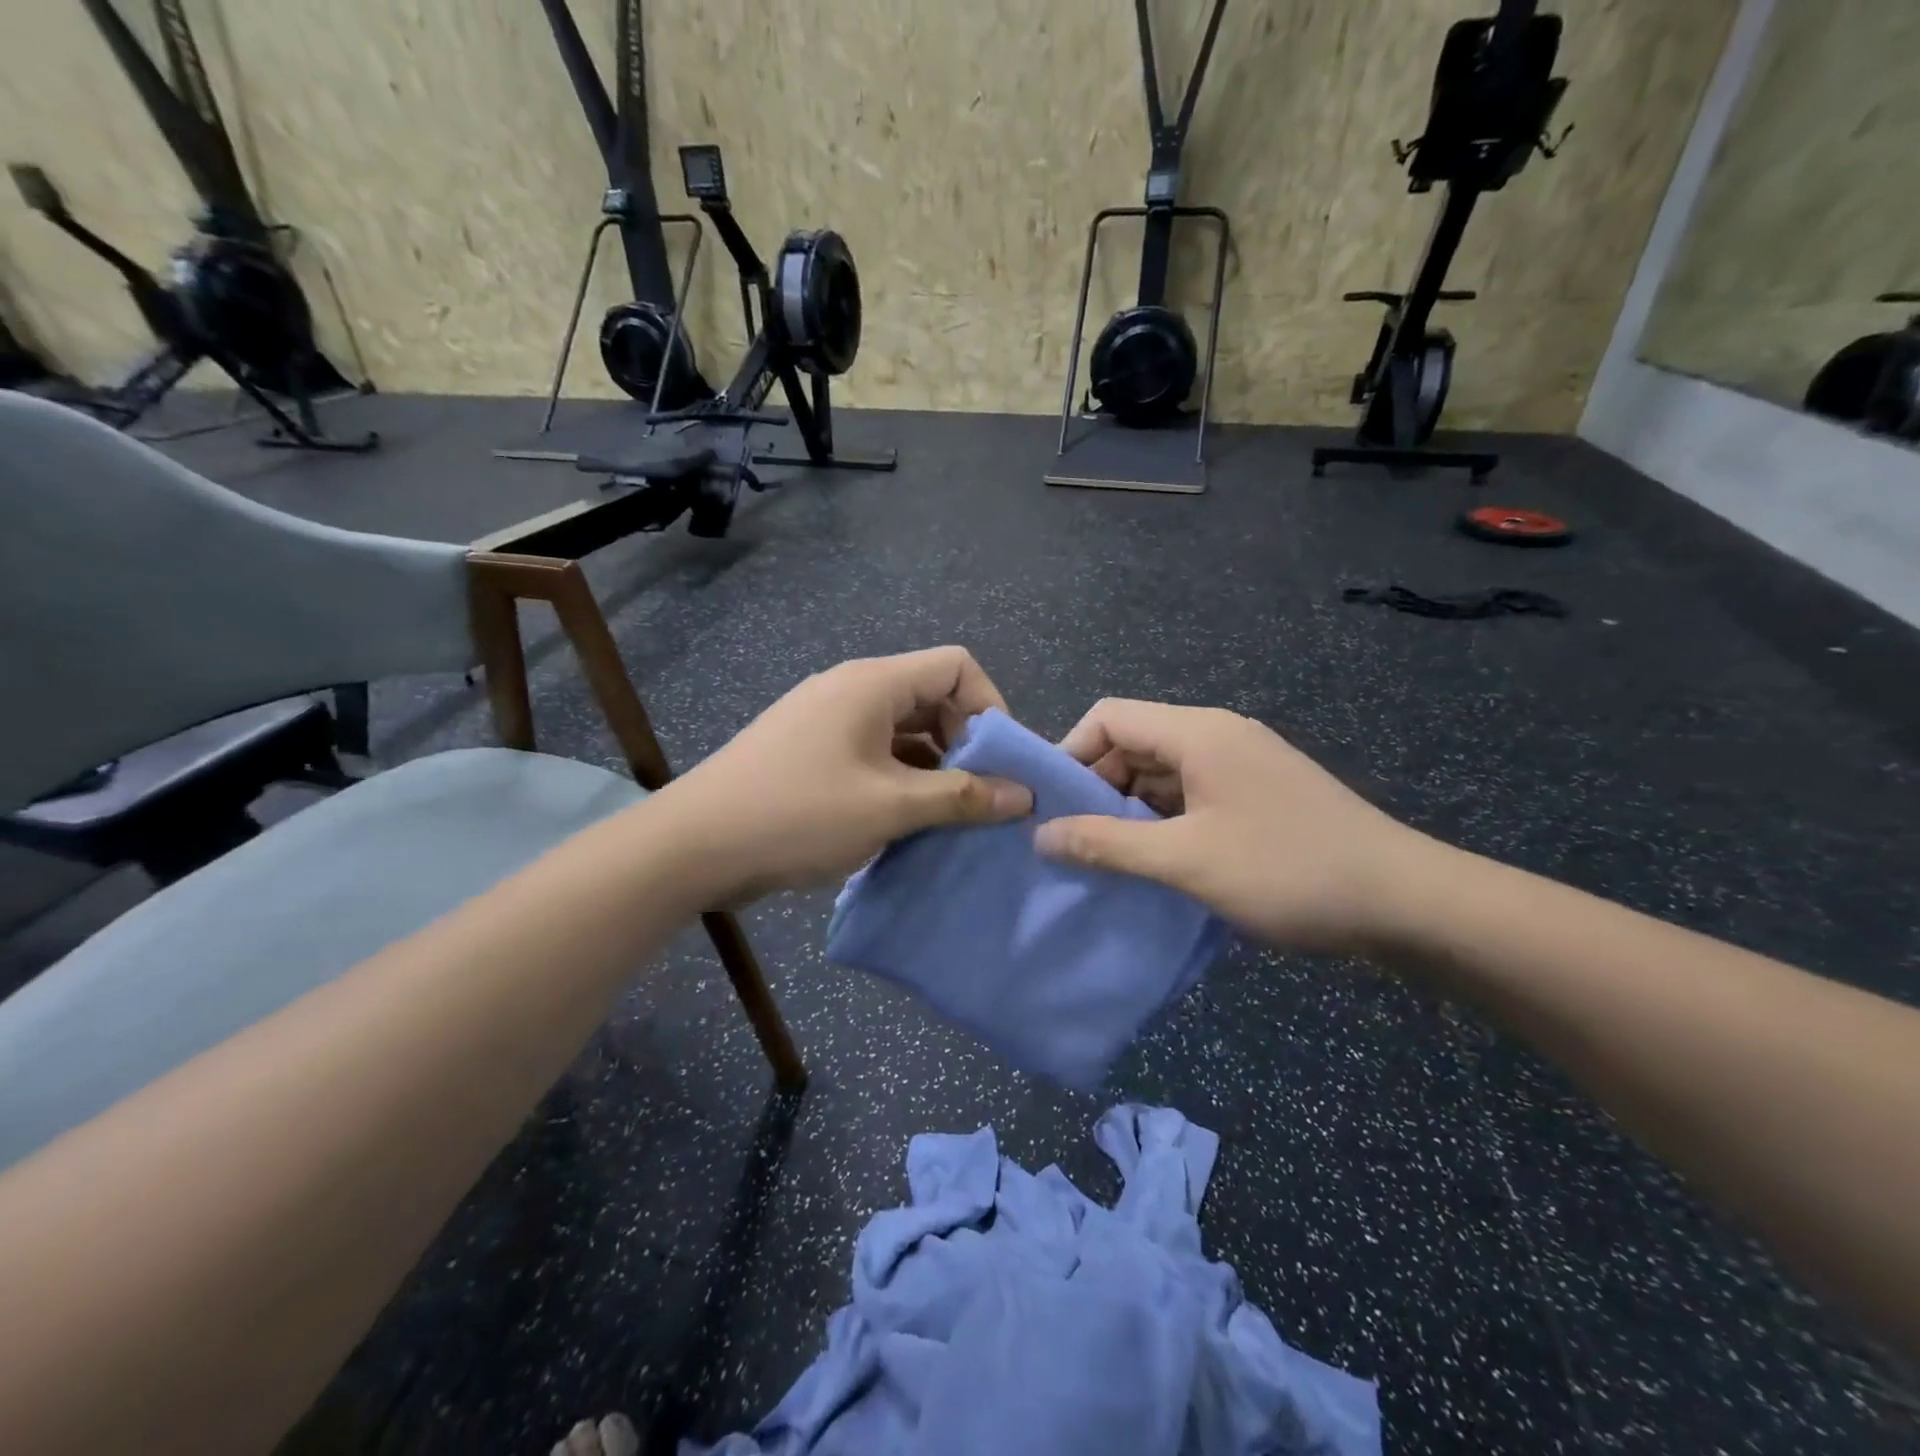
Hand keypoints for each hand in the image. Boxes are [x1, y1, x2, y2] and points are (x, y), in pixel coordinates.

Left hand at [652, 647, 1031, 904]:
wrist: (693, 846)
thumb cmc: (798, 814)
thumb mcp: (890, 807)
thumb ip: (962, 797)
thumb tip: (1024, 795)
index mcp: (873, 683)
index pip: (956, 665)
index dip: (991, 706)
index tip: (1001, 762)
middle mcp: (852, 688)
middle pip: (932, 696)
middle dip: (966, 741)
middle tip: (981, 794)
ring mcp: (827, 719)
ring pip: (903, 729)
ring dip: (934, 766)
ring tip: (950, 815)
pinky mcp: (811, 750)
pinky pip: (874, 751)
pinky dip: (901, 777)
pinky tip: (907, 820)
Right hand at [1033, 700, 1438, 952]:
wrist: (1406, 902)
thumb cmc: (1288, 870)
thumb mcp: (1186, 861)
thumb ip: (1107, 844)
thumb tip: (1040, 835)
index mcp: (1197, 732)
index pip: (1108, 717)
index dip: (1070, 753)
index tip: (1051, 807)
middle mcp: (1216, 735)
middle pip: (1133, 743)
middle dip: (1097, 788)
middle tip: (1077, 842)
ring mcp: (1241, 764)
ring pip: (1161, 773)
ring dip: (1130, 810)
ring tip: (1109, 859)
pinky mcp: (1257, 794)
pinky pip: (1191, 794)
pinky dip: (1164, 821)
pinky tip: (1156, 862)